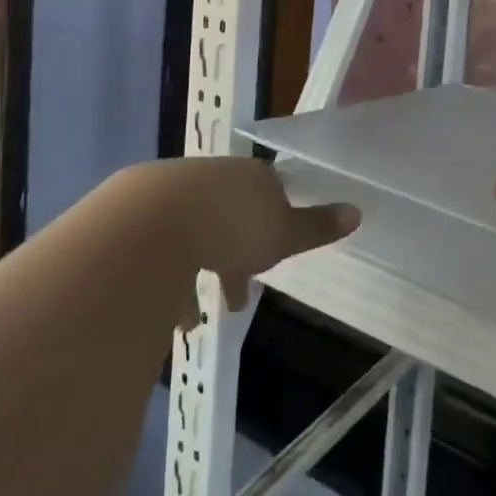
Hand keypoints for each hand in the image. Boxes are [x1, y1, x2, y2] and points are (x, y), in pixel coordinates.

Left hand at [117, 158, 358, 313]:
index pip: (269, 195)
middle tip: (235, 297)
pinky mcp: (138, 214)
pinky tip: (167, 316)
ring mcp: (172, 192)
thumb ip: (317, 227)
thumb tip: (357, 211)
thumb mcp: (283, 233)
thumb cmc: (231, 227)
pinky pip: (159, 249)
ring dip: (196, 273)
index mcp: (250, 177)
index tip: (271, 261)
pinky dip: (166, 281)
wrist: (152, 224)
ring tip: (193, 318)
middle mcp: (213, 178)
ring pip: (192, 233)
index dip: (273, 229)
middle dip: (233, 256)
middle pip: (229, 215)